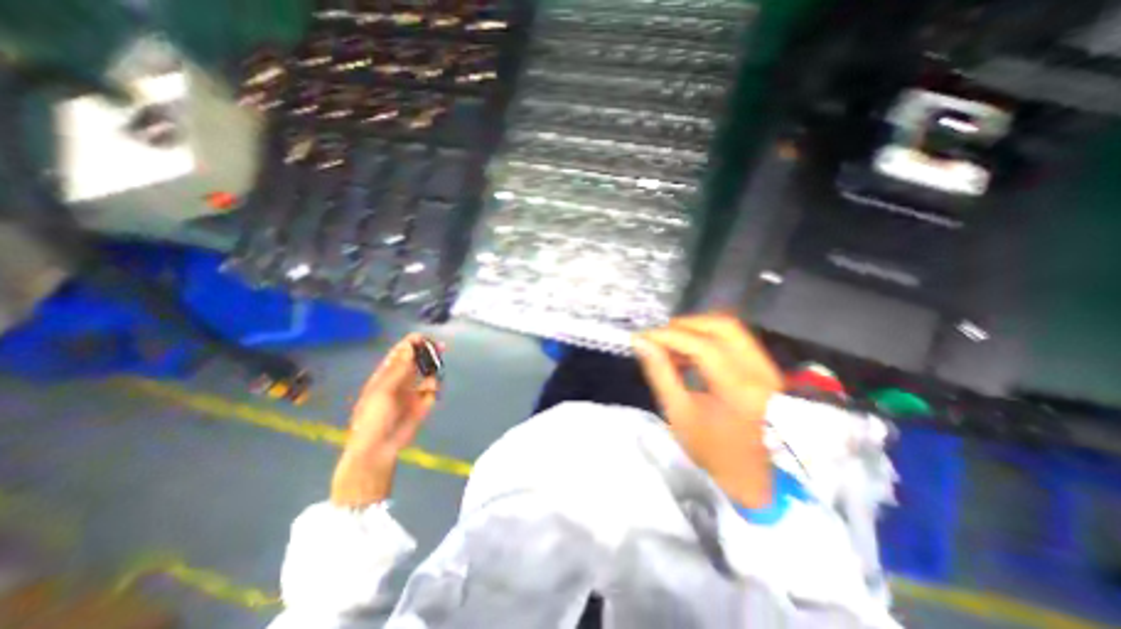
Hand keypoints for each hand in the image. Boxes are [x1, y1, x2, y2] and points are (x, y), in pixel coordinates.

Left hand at [329, 335, 439, 506]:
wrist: (379, 448)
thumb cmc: (373, 418)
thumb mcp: (382, 391)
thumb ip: (399, 369)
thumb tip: (409, 347)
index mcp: (386, 375)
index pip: (400, 354)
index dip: (410, 344)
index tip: (423, 337)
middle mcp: (401, 380)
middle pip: (417, 361)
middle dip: (427, 352)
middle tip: (439, 346)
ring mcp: (413, 391)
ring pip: (427, 373)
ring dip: (434, 367)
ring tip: (439, 364)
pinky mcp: (423, 403)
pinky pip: (433, 389)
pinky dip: (435, 386)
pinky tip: (433, 388)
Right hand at [634, 312, 781, 507]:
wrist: (761, 479)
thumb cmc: (715, 452)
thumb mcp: (680, 415)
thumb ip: (660, 373)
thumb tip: (641, 343)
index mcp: (740, 391)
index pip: (702, 346)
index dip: (668, 336)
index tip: (642, 337)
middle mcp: (761, 371)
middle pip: (722, 326)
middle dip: (685, 325)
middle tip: (659, 338)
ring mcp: (769, 368)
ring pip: (730, 329)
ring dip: (697, 330)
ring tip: (672, 345)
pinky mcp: (766, 368)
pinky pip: (735, 340)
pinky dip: (708, 339)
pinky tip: (690, 353)